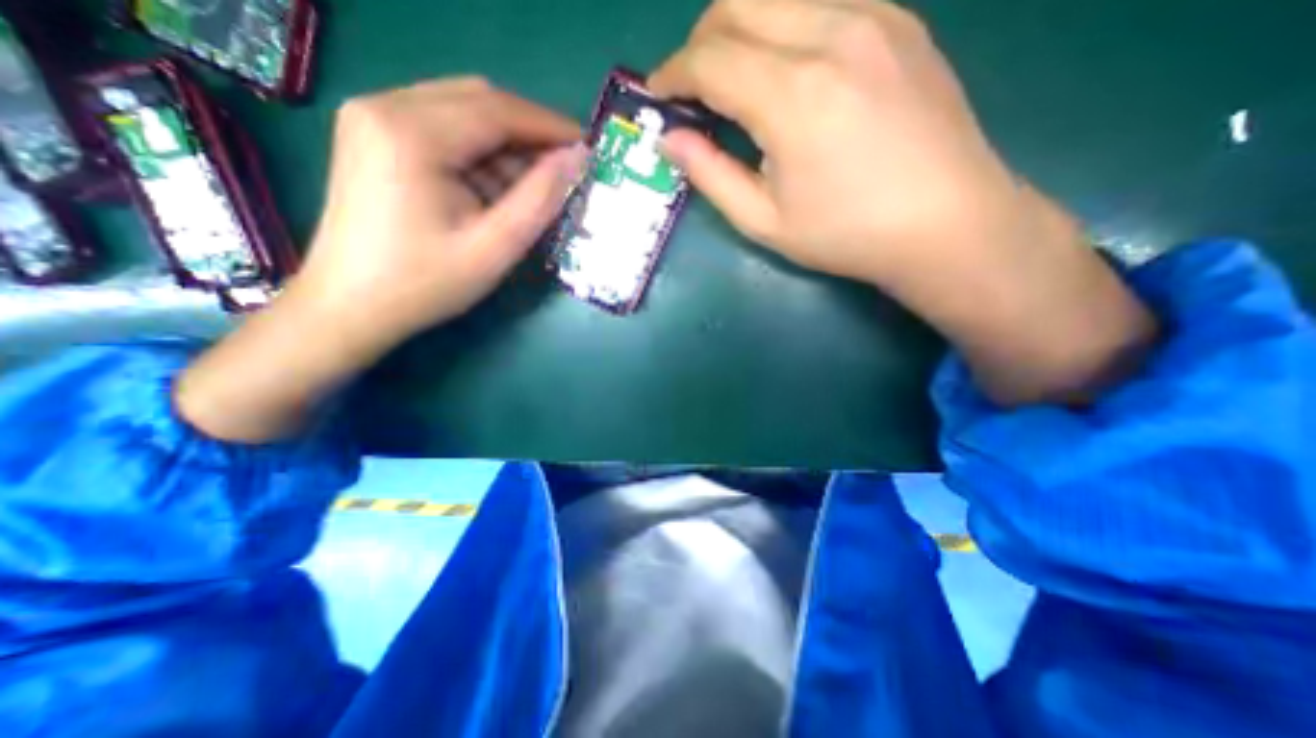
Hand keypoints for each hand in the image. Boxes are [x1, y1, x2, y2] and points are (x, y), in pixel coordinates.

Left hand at [300, 79, 589, 354]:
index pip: (498, 110)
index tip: (587, 147)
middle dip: (528, 134)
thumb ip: (541, 198)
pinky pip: (443, 130)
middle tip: (563, 170)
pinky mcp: (374, 137)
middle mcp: (385, 107)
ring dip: (505, 148)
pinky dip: (479, 156)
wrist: (351, 306)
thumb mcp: (495, 247)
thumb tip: (577, 158)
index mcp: (411, 133)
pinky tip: (493, 191)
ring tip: (530, 190)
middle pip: (479, 102)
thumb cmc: (425, 283)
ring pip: (463, 114)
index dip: (549, 126)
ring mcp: (374, 119)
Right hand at [651, 1, 1020, 284]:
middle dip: (700, 41)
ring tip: (735, 80)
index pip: (710, 59)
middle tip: (693, 88)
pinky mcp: (899, 21)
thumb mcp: (764, 221)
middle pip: (738, 1)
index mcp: (793, 96)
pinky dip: (784, 27)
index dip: (673, 74)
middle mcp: (832, 34)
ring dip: (741, 29)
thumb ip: (710, 175)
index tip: (657, 96)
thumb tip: (671, 140)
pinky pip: (821, 1)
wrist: (947, 223)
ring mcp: (873, 17)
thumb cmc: (847, 235)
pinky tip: (788, 72)